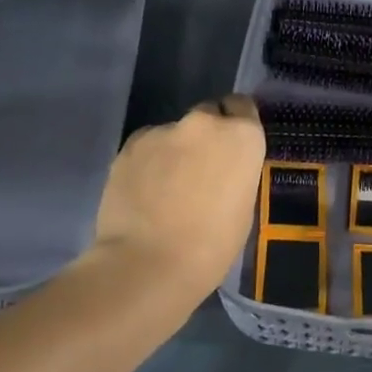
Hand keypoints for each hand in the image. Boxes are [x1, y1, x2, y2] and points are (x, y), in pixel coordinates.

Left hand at [81, 95, 265, 305]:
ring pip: (173, 133)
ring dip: (174, 151)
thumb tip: (220, 170)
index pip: (243, 107)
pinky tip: (143, 193)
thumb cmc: (212, 244)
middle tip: (199, 171)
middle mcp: (204, 123)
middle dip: (205, 136)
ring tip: (165, 189)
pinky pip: (146, 147)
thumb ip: (234, 173)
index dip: (236, 125)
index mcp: (241, 136)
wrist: (149, 264)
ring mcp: (162, 131)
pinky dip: (148, 163)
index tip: (231, 149)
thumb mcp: (243, 205)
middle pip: (207, 115)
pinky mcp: (128, 146)